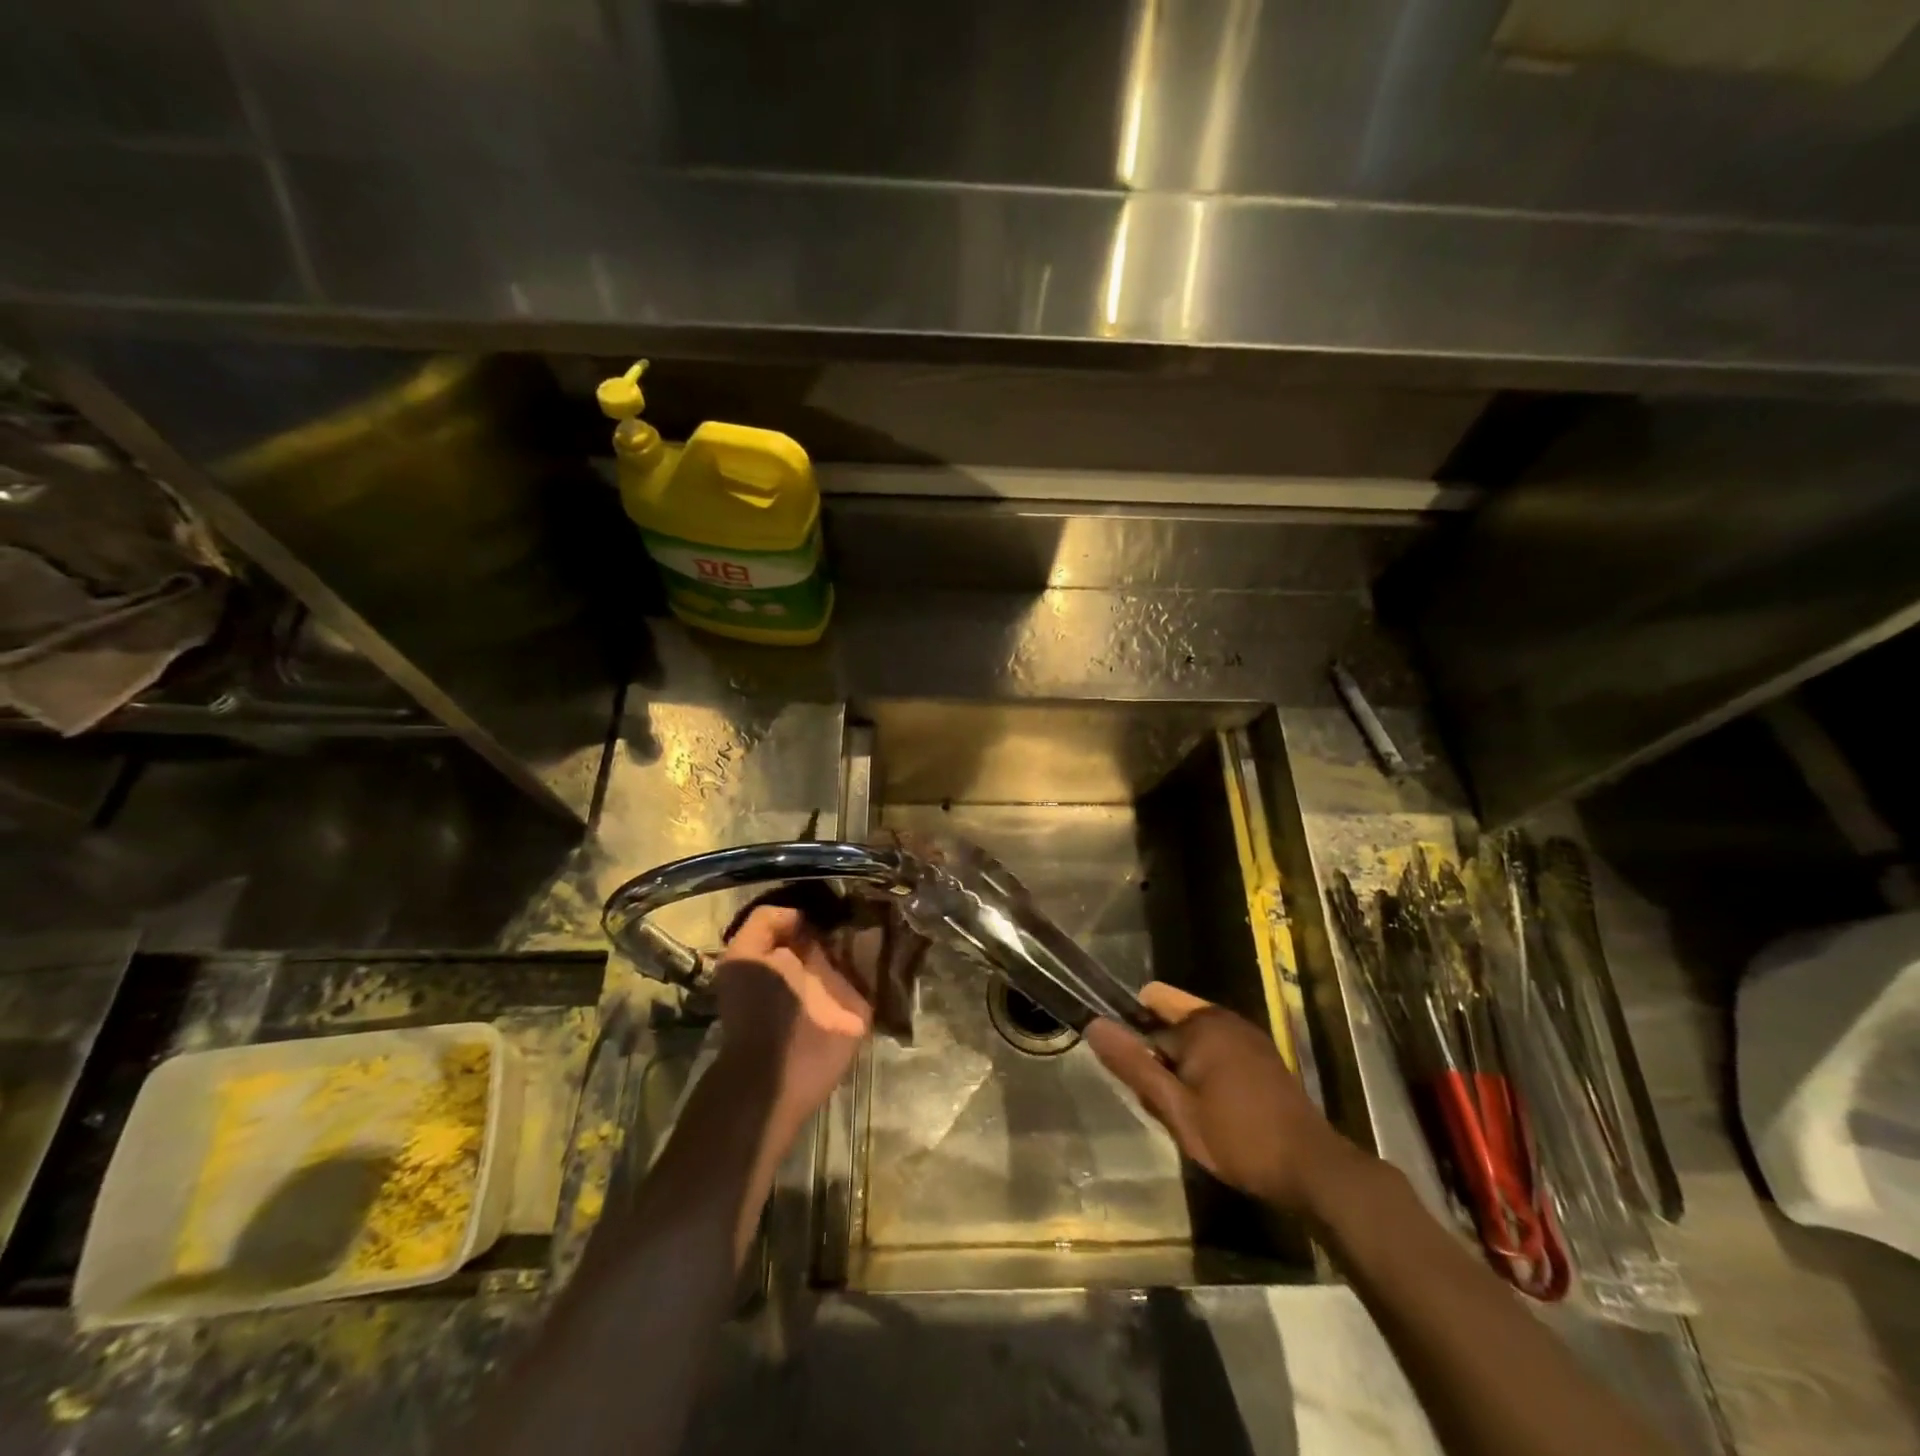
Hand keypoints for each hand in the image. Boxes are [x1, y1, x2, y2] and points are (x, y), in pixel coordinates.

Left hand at [713, 904, 872, 1131]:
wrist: (778, 1067)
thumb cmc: (755, 1008)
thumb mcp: (742, 957)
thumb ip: (765, 924)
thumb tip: (802, 914)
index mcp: (786, 955)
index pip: (809, 921)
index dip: (821, 904)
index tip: (842, 887)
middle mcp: (815, 967)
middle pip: (839, 931)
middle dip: (853, 912)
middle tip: (873, 890)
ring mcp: (841, 986)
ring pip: (863, 947)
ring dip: (875, 929)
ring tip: (892, 904)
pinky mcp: (863, 1004)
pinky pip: (879, 972)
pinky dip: (889, 954)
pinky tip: (900, 931)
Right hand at [1086, 983, 1363, 1217]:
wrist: (1314, 1170)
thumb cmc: (1239, 1139)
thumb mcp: (1176, 1109)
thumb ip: (1133, 1065)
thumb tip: (1094, 1024)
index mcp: (1202, 1021)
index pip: (1146, 1014)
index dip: (1137, 1049)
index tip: (1145, 1088)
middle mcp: (1225, 1017)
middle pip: (1169, 1023)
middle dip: (1160, 1059)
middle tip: (1170, 1106)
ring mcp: (1247, 1036)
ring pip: (1193, 1041)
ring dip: (1183, 1070)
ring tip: (1193, 1114)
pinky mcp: (1262, 1056)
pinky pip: (1217, 1052)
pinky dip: (1207, 1074)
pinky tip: (1217, 1113)